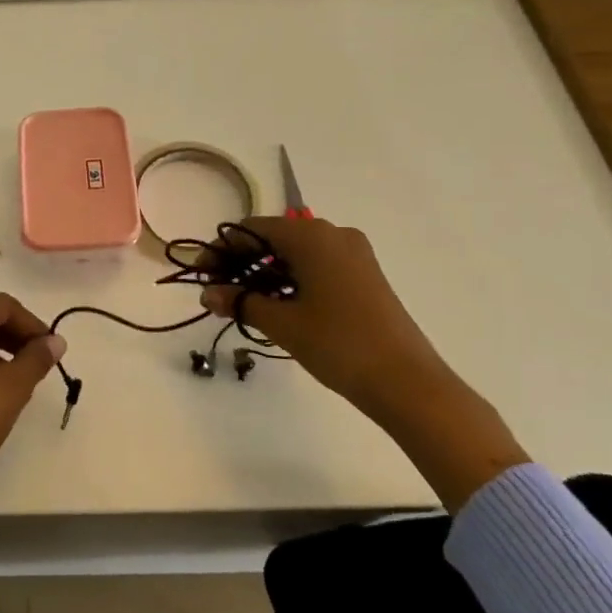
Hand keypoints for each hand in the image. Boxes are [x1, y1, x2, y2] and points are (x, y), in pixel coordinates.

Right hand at [204, 218, 529, 508]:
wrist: (408, 382)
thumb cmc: (338, 344)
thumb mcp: (282, 323)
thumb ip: (240, 300)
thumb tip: (207, 293)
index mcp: (311, 236)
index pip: (251, 230)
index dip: (221, 250)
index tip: (202, 276)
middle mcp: (333, 234)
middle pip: (274, 238)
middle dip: (242, 262)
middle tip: (219, 292)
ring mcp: (354, 254)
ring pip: (296, 253)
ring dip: (266, 273)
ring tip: (245, 303)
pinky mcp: (366, 275)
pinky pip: (318, 265)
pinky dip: (293, 279)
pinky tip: (280, 306)